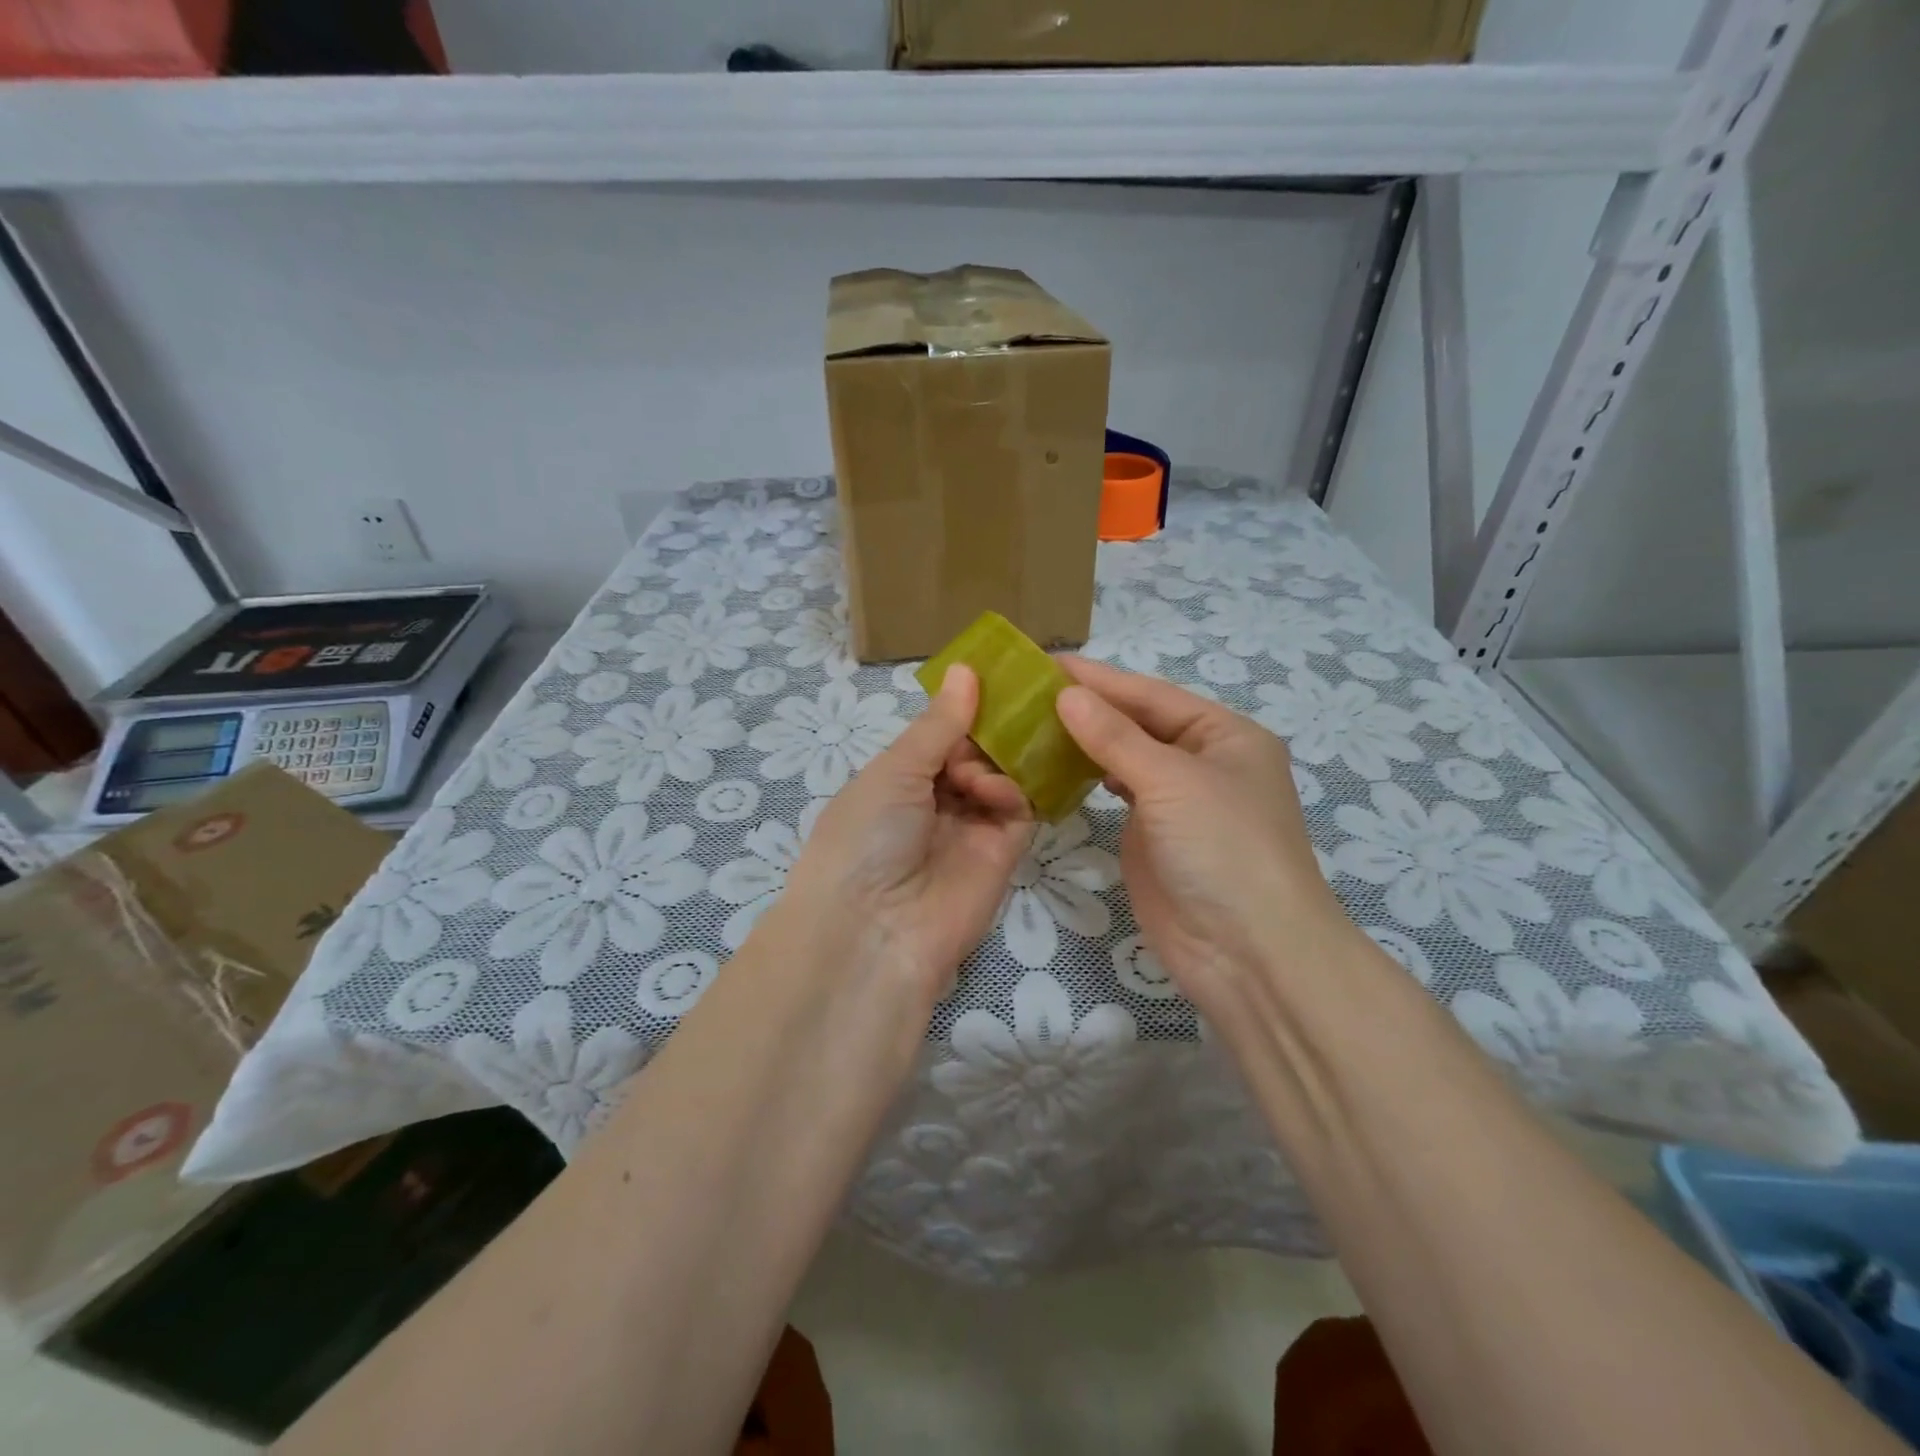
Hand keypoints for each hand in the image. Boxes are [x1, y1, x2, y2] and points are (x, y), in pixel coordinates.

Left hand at [777, 664, 1033, 1000]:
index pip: (940, 734)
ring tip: (979, 774)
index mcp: (898, 778)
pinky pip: (1019, 810)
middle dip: (989, 732)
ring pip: (1001, 776)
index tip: (995, 676)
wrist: (876, 930)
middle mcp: (934, 800)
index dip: (964, 708)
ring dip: (996, 763)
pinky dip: (1012, 792)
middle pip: (976, 752)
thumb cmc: (866, 836)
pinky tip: (998, 792)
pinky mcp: (1002, 853)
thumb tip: (965, 668)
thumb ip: (939, 724)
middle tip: (1008, 711)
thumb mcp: (893, 771)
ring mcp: (970, 827)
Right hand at [1053, 656, 1353, 1009]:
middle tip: (1026, 692)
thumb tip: (1067, 694)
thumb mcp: (1172, 781)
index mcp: (1224, 735)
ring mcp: (1176, 802)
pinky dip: (1087, 777)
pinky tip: (1055, 764)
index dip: (1099, 679)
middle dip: (1088, 708)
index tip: (1044, 664)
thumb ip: (1115, 737)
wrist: (1247, 952)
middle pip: (1137, 723)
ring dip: (1083, 741)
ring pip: (1123, 758)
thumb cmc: (1223, 849)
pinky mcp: (1152, 836)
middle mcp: (1202, 761)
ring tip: (1030, 722)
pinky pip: (1116, 794)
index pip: (1151, 695)